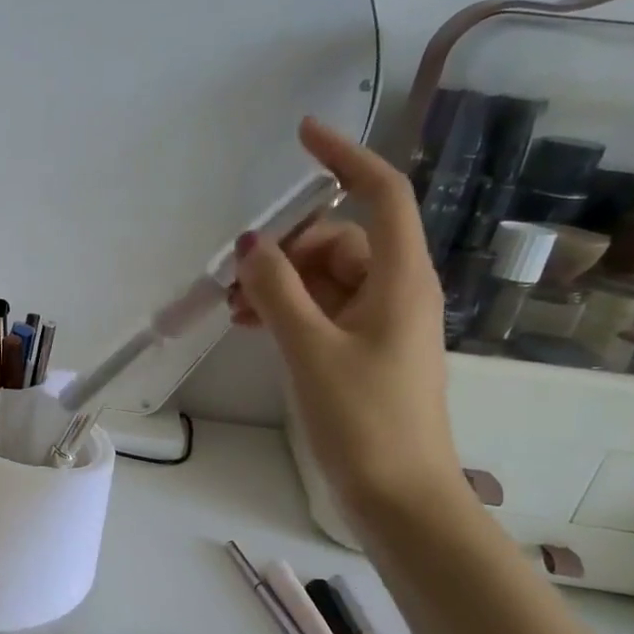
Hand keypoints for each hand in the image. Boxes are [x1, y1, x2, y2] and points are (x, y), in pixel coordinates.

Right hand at [230, 117, 465, 518]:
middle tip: (235, 282)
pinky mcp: (362, 354)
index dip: (345, 158)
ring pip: (324, 280)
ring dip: (278, 286)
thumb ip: (277, 291)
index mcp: (399, 280)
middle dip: (285, 251)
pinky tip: (252, 327)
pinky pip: (321, 312)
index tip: (302, 135)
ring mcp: (378, 326)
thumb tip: (251, 244)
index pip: (381, 195)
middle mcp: (394, 293)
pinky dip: (287, 312)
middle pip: (338, 242)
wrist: (399, 498)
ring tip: (234, 313)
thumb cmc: (364, 420)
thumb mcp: (311, 350)